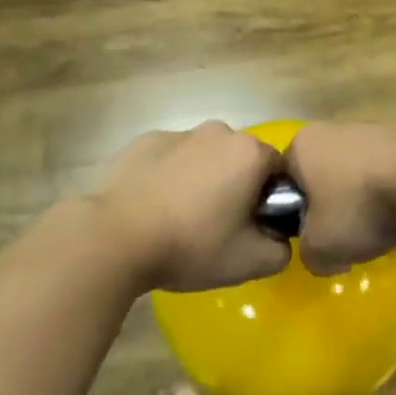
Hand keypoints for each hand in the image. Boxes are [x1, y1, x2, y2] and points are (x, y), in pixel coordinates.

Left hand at [88, 123, 291, 292]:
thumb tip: (279, 239)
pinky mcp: (143, 141)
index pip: (278, 170)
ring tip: (180, 219)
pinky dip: (169, 176)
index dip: (270, 199)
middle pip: (240, 159)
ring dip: (202, 180)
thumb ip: (281, 250)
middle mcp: (218, 132)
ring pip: (204, 156)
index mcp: (249, 153)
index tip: (253, 227)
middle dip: (236, 186)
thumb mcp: (250, 262)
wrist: (114, 237)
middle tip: (218, 227)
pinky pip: (170, 158)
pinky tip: (153, 208)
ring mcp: (178, 133)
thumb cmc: (190, 244)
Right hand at [285, 122, 395, 275]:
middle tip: (346, 236)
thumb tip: (321, 253)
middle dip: (333, 205)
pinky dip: (391, 191)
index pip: (285, 180)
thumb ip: (308, 254)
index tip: (313, 236)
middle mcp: (332, 129)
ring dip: (364, 198)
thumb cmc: (360, 208)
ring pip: (356, 173)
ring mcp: (371, 129)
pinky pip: (387, 172)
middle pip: (322, 175)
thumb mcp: (320, 248)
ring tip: (381, 227)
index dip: (295, 213)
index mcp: (302, 146)